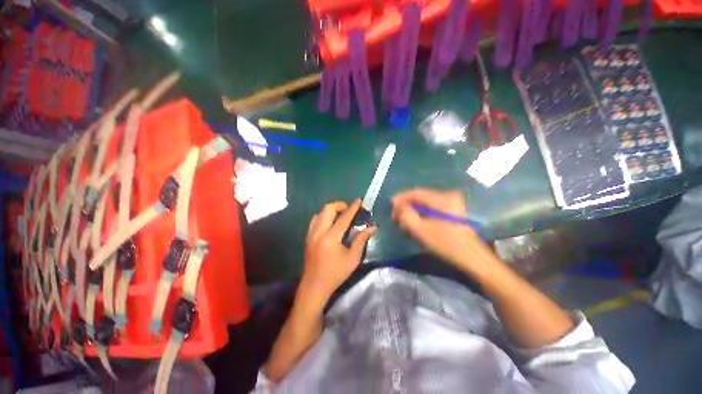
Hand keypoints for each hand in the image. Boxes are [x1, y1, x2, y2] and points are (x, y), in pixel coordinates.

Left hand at [300, 199, 376, 304]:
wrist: (314, 286)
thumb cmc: (336, 274)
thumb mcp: (353, 258)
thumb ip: (361, 240)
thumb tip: (372, 227)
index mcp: (331, 237)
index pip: (344, 217)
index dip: (353, 208)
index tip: (359, 200)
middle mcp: (319, 232)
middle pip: (328, 209)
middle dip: (340, 205)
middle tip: (349, 210)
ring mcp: (311, 234)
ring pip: (320, 213)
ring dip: (331, 210)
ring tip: (340, 216)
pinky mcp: (308, 237)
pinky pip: (315, 220)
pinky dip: (323, 217)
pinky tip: (330, 224)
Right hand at [391, 188, 487, 271]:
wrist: (472, 257)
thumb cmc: (446, 244)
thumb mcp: (421, 230)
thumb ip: (406, 215)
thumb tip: (398, 205)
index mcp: (442, 199)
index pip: (416, 192)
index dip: (400, 198)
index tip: (390, 206)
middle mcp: (448, 195)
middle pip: (420, 197)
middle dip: (406, 205)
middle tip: (396, 216)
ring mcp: (452, 202)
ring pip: (425, 202)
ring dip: (413, 210)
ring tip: (404, 221)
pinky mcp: (453, 209)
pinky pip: (432, 207)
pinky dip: (422, 213)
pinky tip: (416, 222)